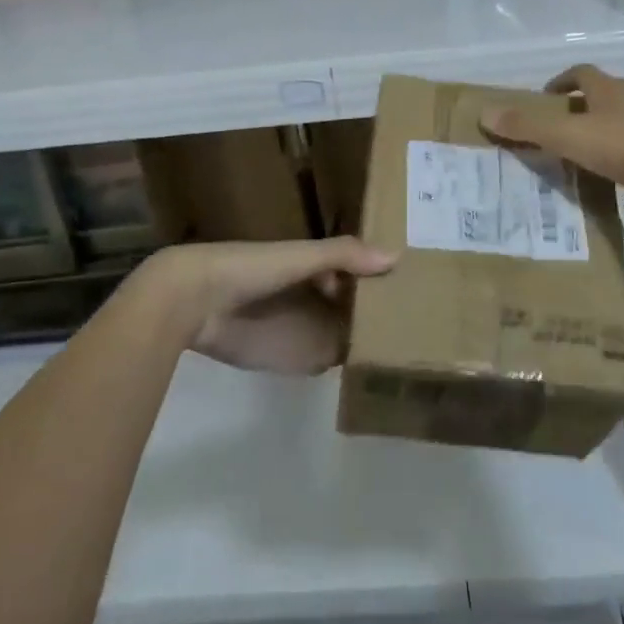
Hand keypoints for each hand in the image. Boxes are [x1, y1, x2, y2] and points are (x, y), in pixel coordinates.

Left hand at [137, 238, 396, 374]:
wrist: (195, 302)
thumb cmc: (250, 268)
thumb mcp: (299, 255)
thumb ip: (344, 254)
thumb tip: (396, 256)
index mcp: (315, 265)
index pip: (359, 269)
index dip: (383, 275)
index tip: (419, 284)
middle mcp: (316, 295)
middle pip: (356, 303)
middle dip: (383, 309)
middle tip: (428, 322)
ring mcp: (306, 328)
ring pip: (346, 332)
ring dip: (370, 338)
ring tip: (417, 348)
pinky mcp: (294, 357)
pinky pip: (329, 360)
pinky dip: (349, 361)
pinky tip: (379, 369)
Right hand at [479, 64, 623, 200]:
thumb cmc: (618, 146)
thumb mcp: (565, 136)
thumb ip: (527, 127)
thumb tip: (485, 114)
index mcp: (607, 89)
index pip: (582, 72)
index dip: (562, 80)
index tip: (545, 96)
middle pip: (600, 94)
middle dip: (578, 105)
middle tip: (556, 123)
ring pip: (616, 119)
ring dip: (596, 128)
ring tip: (576, 149)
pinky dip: (613, 151)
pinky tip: (603, 171)